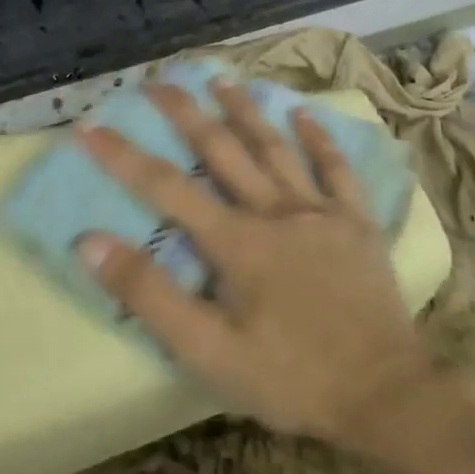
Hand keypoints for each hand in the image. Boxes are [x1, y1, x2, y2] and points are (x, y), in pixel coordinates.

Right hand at [73, 77, 442, 451]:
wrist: (385, 394)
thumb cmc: (290, 377)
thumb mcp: (207, 351)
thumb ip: (149, 295)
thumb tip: (90, 243)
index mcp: (235, 240)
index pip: (165, 186)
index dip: (122, 155)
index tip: (89, 125)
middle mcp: (275, 210)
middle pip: (221, 149)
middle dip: (185, 112)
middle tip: (158, 81)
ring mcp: (320, 211)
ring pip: (275, 147)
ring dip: (246, 110)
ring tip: (220, 80)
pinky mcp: (357, 222)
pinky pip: (336, 169)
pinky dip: (318, 139)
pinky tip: (303, 113)